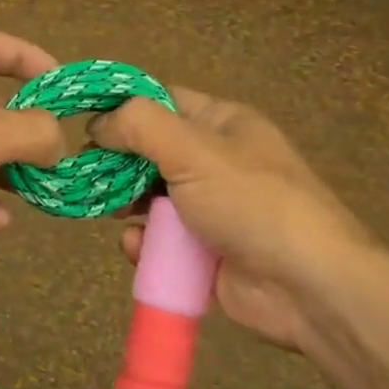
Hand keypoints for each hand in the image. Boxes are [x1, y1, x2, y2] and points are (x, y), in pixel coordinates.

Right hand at [92, 89, 381, 352]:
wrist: (307, 286)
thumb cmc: (251, 203)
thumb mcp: (194, 150)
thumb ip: (140, 126)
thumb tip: (99, 123)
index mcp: (222, 125)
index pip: (163, 101)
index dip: (123, 107)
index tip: (81, 121)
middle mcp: (214, 163)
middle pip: (150, 153)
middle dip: (117, 164)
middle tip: (85, 174)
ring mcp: (209, 210)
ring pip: (149, 200)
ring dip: (126, 206)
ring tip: (107, 211)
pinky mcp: (202, 254)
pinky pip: (159, 242)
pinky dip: (143, 245)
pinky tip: (136, 248)